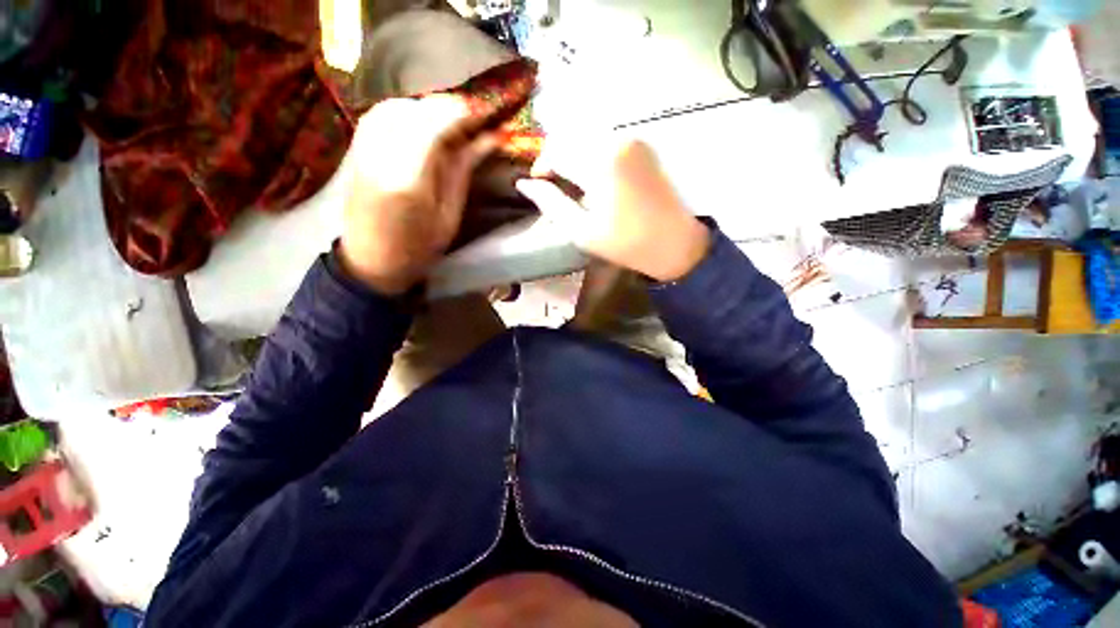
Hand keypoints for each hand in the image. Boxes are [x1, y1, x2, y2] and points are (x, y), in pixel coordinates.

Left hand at [339, 96, 497, 294]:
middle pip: (414, 110)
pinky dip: (406, 112)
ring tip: (450, 123)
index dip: (461, 113)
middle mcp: (380, 155)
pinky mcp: (355, 149)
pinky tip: (422, 125)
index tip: (486, 115)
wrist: (371, 259)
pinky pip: (380, 115)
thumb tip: (488, 140)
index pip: (434, 125)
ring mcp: (362, 149)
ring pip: (396, 106)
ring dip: (426, 108)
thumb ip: (463, 171)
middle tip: (473, 120)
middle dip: (446, 107)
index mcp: (409, 179)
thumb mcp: (449, 215)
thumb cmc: (418, 248)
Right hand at [515, 137, 709, 282]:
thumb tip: (525, 184)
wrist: (674, 243)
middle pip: (571, 138)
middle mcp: (616, 141)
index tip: (538, 184)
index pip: (556, 150)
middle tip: (554, 185)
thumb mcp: (582, 231)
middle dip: (556, 159)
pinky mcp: (642, 146)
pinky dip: (592, 154)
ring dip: (574, 156)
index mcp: (600, 163)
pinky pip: (606, 140)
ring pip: (587, 137)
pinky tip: (594, 177)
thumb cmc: (625, 243)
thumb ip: (551, 204)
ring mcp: (633, 140)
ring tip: (573, 184)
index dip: (541, 166)